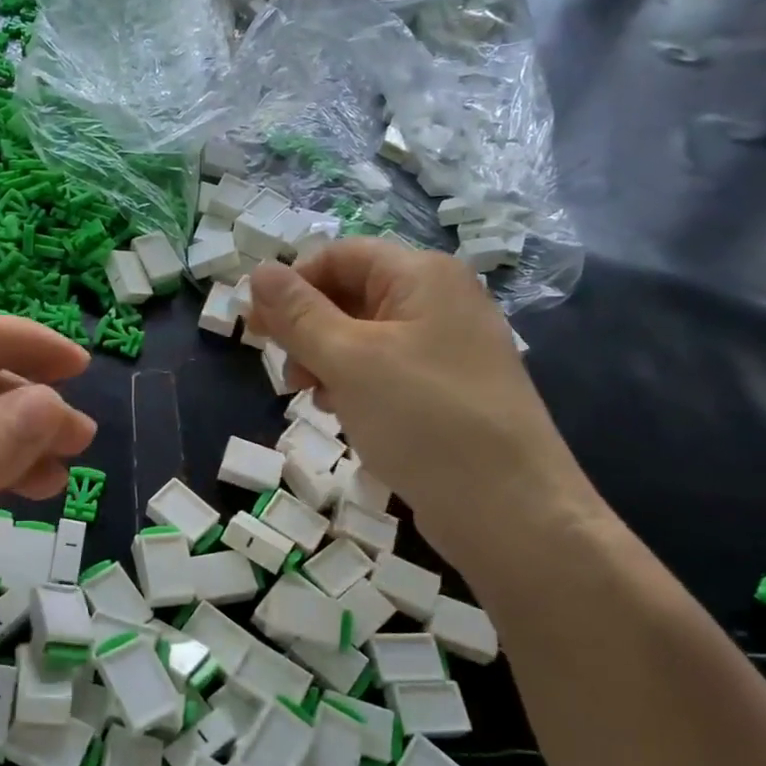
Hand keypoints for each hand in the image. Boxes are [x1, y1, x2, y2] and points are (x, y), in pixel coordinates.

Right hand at [247, 240, 599, 576]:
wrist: (509, 509)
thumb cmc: (423, 419)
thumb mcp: (349, 360)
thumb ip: (299, 314)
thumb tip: (258, 271)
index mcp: (422, 276)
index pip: (339, 256)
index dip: (292, 284)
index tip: (256, 326)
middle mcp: (439, 301)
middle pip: (351, 294)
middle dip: (307, 328)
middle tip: (284, 371)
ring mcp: (447, 347)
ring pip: (363, 336)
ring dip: (325, 359)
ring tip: (312, 396)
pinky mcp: (446, 389)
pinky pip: (385, 370)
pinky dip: (354, 384)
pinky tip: (342, 412)